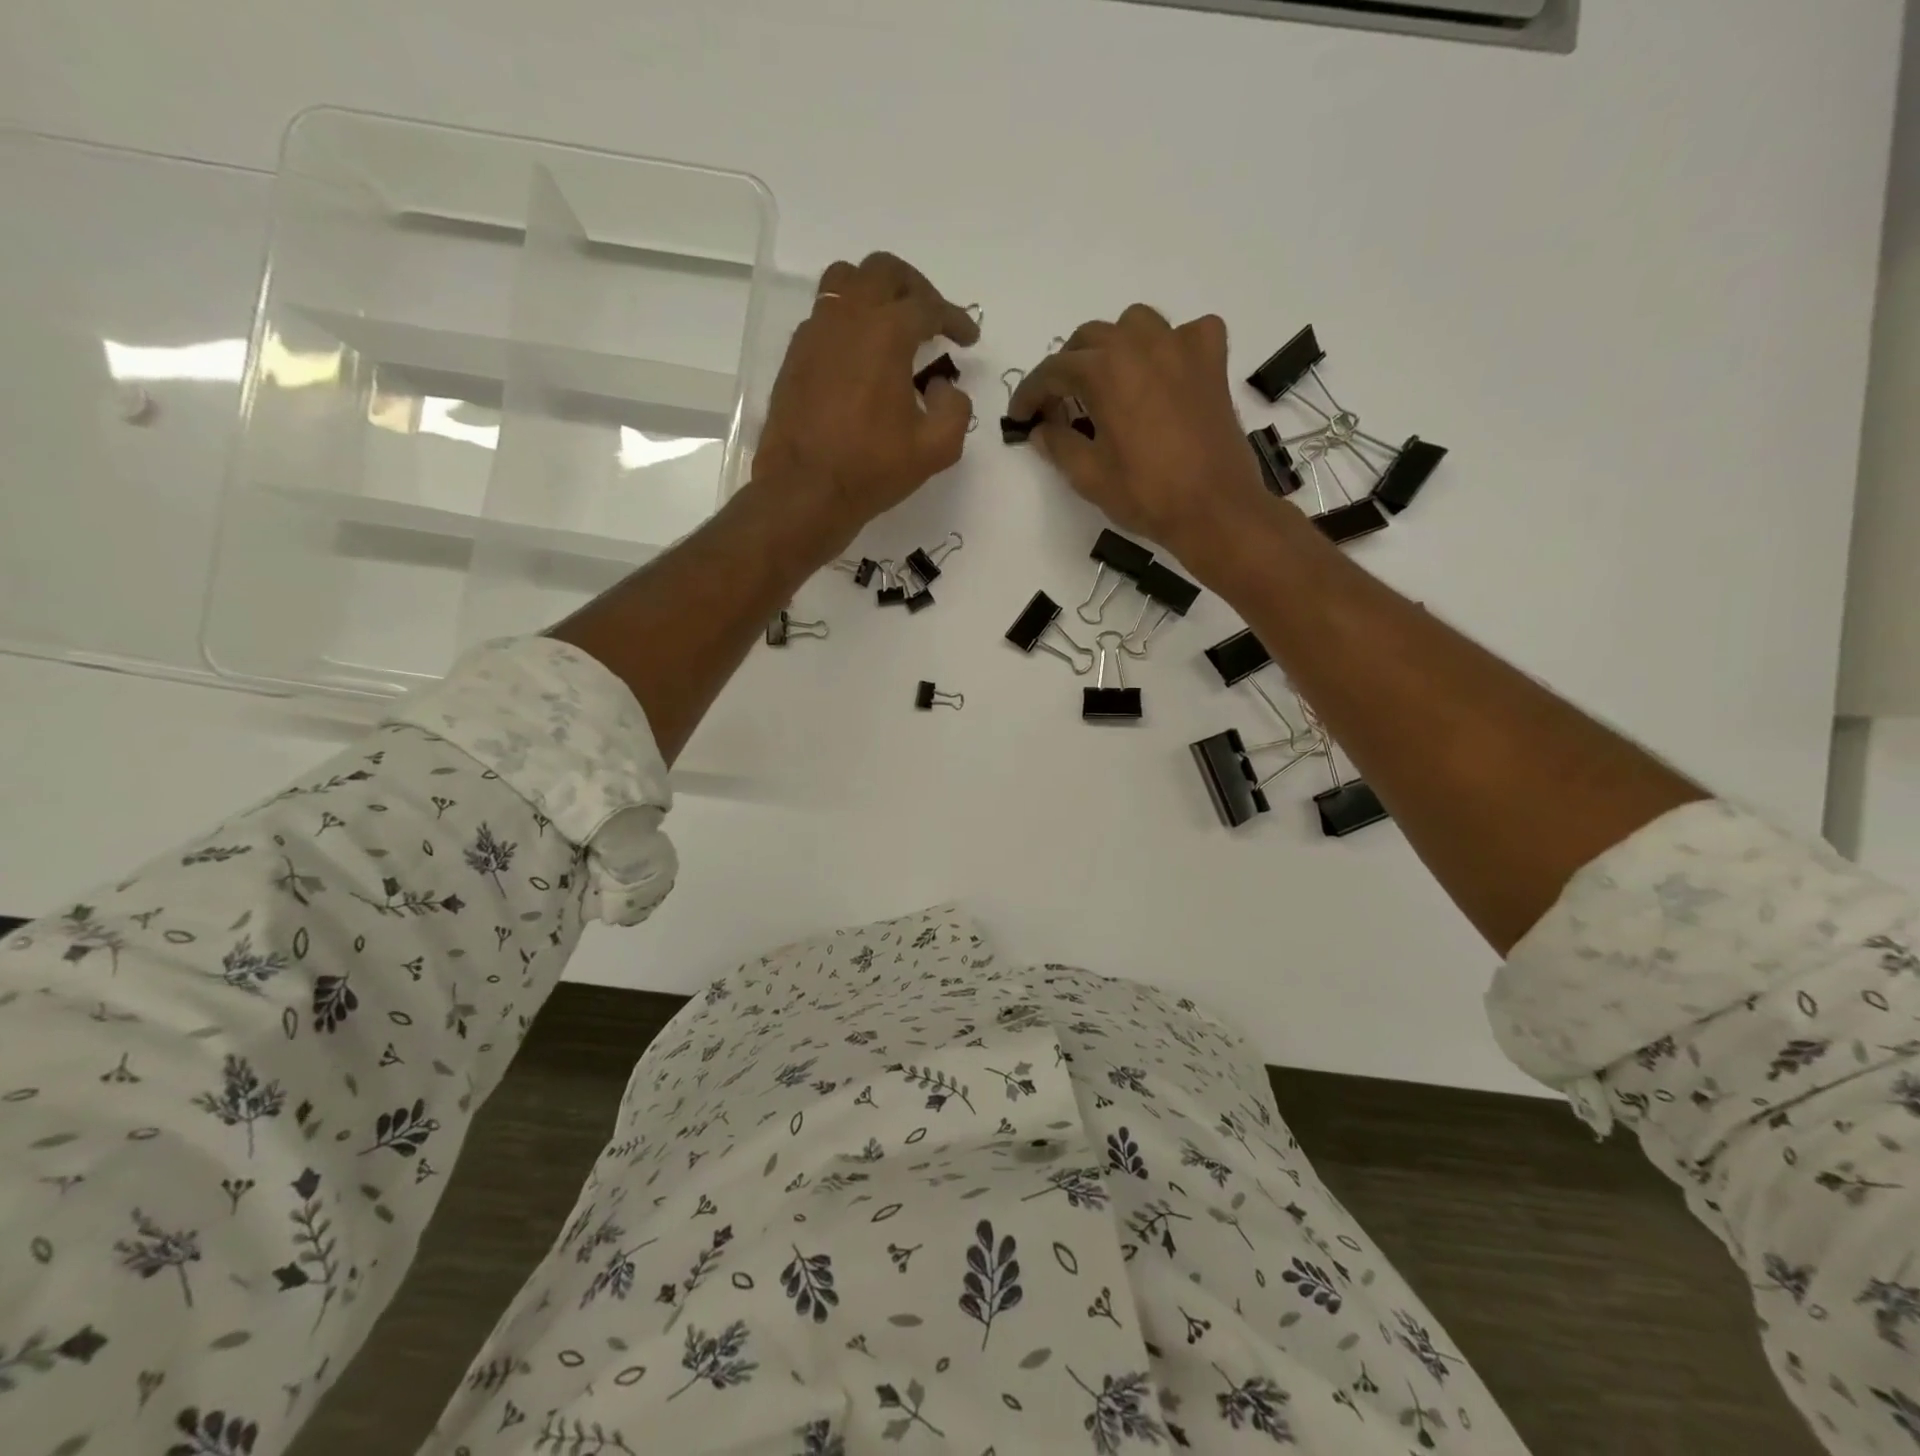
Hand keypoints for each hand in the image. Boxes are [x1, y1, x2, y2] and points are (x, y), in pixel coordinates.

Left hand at [751, 252, 980, 556]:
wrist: (805, 490)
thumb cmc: (872, 469)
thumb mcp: (936, 448)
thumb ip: (955, 409)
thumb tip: (943, 386)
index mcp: (887, 333)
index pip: (928, 307)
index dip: (955, 319)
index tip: (968, 339)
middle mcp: (848, 318)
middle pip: (883, 272)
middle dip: (915, 288)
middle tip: (931, 316)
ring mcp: (815, 332)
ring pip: (845, 280)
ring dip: (875, 291)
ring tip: (890, 323)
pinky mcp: (795, 354)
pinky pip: (824, 314)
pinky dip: (848, 320)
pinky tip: (859, 354)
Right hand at [1009, 306, 1271, 565]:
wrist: (1214, 509)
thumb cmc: (1146, 494)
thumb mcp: (1089, 476)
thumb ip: (1058, 445)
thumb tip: (1041, 429)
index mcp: (1105, 370)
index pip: (1053, 370)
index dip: (1030, 394)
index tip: (1021, 417)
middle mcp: (1141, 344)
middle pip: (1090, 339)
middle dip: (1068, 369)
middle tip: (1060, 406)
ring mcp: (1182, 347)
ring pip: (1135, 324)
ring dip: (1113, 347)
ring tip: (1108, 383)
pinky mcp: (1212, 361)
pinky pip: (1186, 334)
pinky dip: (1170, 347)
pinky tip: (1164, 374)